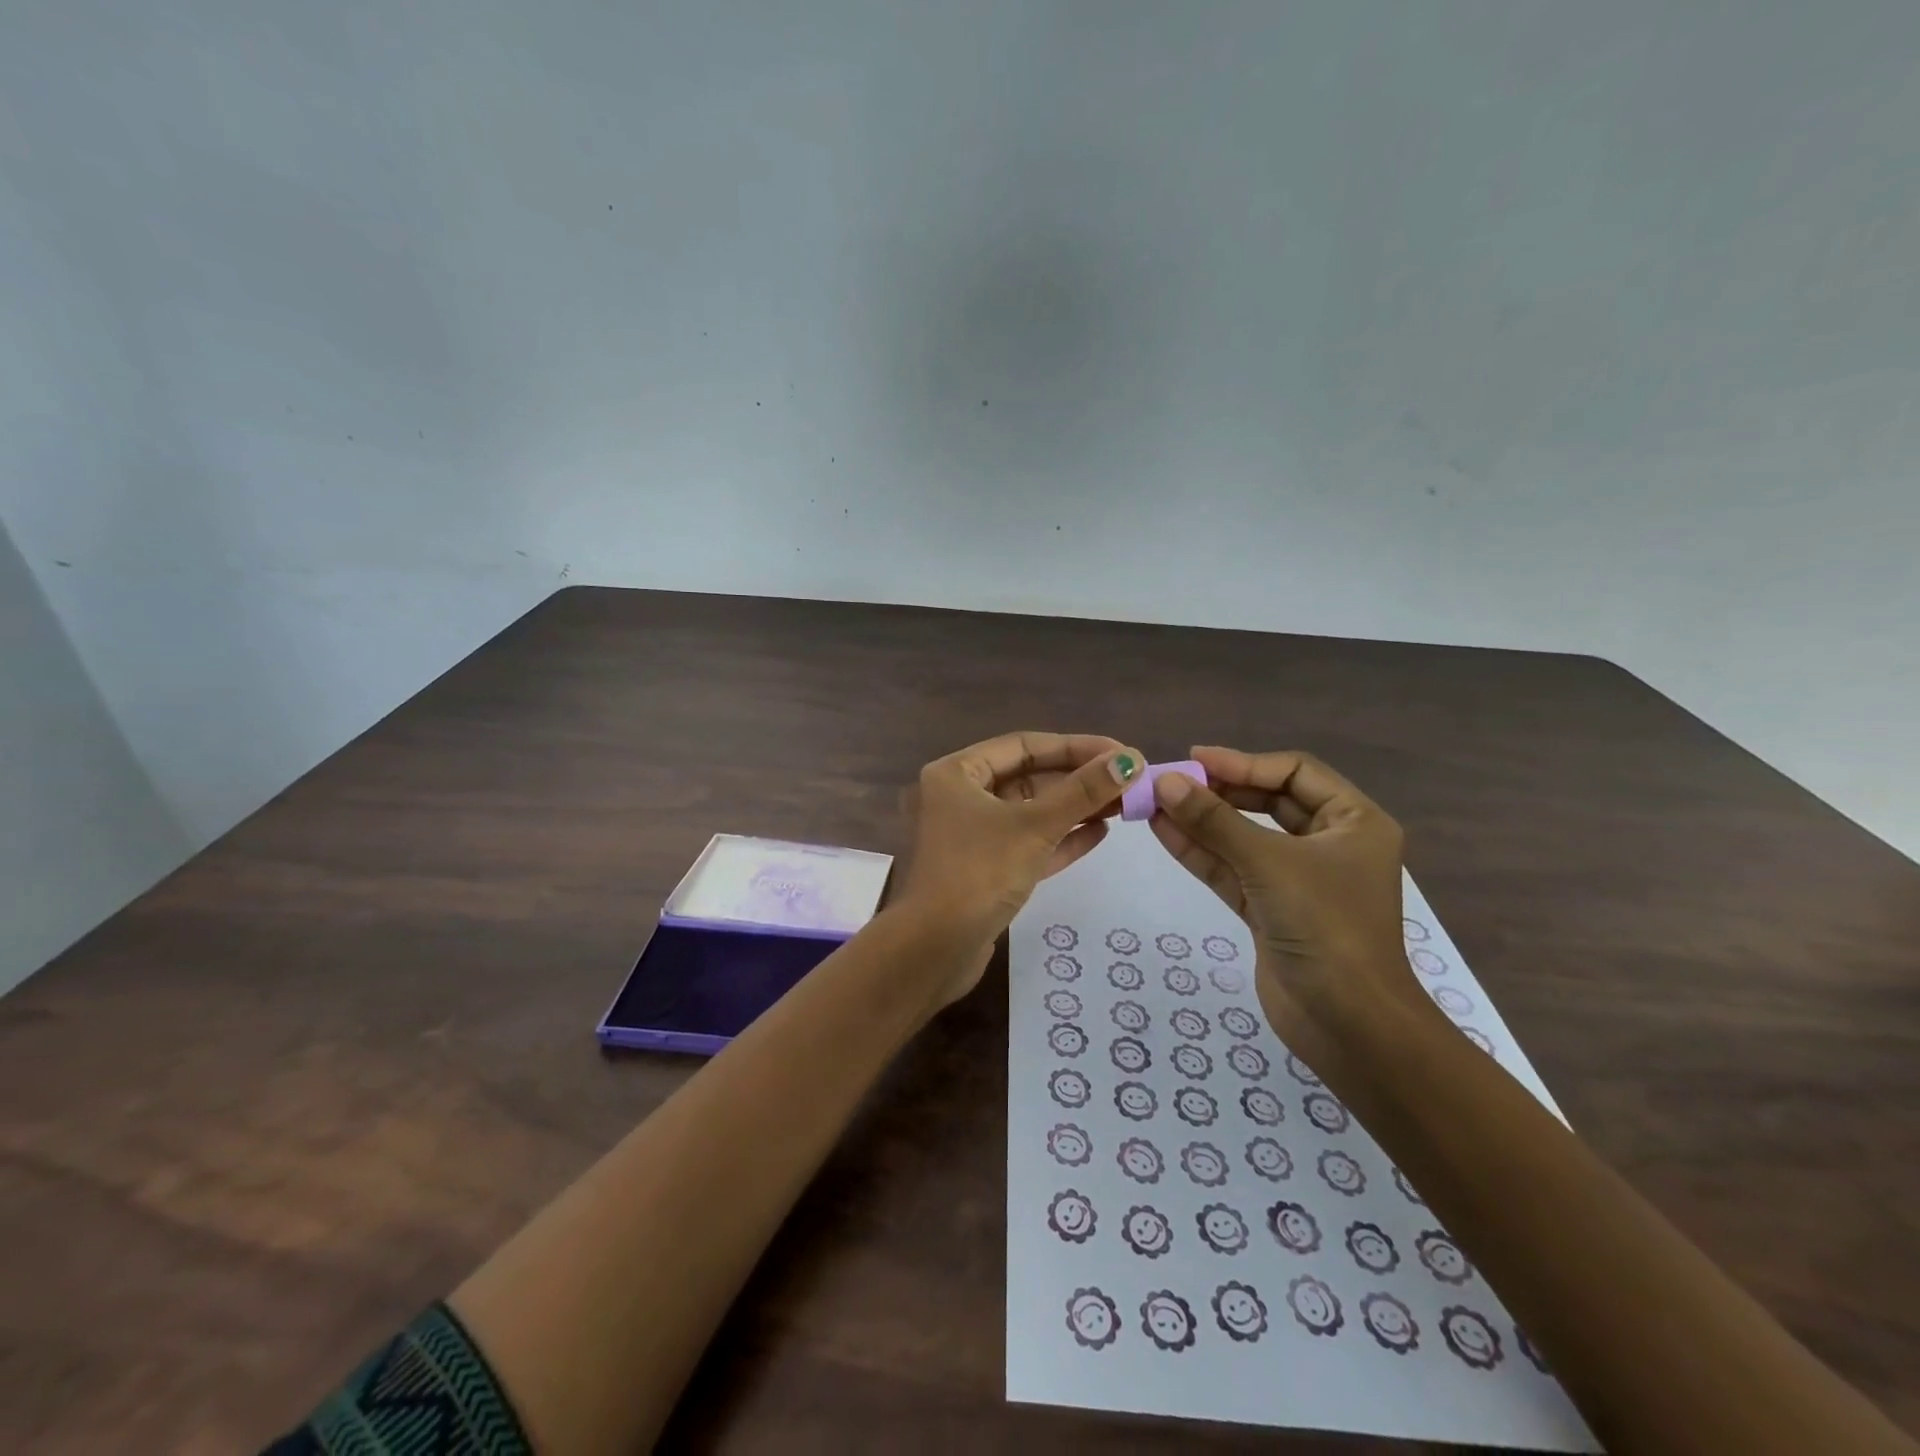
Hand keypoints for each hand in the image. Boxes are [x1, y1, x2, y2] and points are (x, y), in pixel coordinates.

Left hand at [899, 732, 1142, 1005]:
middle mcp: (960, 797)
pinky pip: (1028, 843)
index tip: (1121, 753)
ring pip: (1031, 812)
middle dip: (1078, 779)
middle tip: (1129, 781)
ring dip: (1075, 808)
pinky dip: (1061, 838)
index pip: (1024, 746)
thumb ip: (1083, 792)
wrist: (935, 950)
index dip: (1076, 747)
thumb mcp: (1035, 826)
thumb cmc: (979, 872)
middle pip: (1028, 777)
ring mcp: (972, 836)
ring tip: (1123, 805)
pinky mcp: (985, 870)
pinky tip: (1101, 833)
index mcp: (956, 773)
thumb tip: (1130, 760)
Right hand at [1147, 746, 1439, 1061]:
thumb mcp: (1268, 864)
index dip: (1243, 762)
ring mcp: (1298, 879)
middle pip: (1267, 802)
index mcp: (1354, 822)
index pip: (1294, 773)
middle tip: (1170, 782)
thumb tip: (1164, 781)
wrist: (1349, 1025)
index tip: (1194, 760)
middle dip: (1219, 792)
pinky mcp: (1272, 910)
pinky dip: (1201, 852)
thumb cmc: (1326, 927)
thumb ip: (1214, 821)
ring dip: (1201, 821)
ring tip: (1154, 803)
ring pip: (1244, 837)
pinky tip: (1163, 831)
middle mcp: (1329, 844)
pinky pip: (1233, 869)